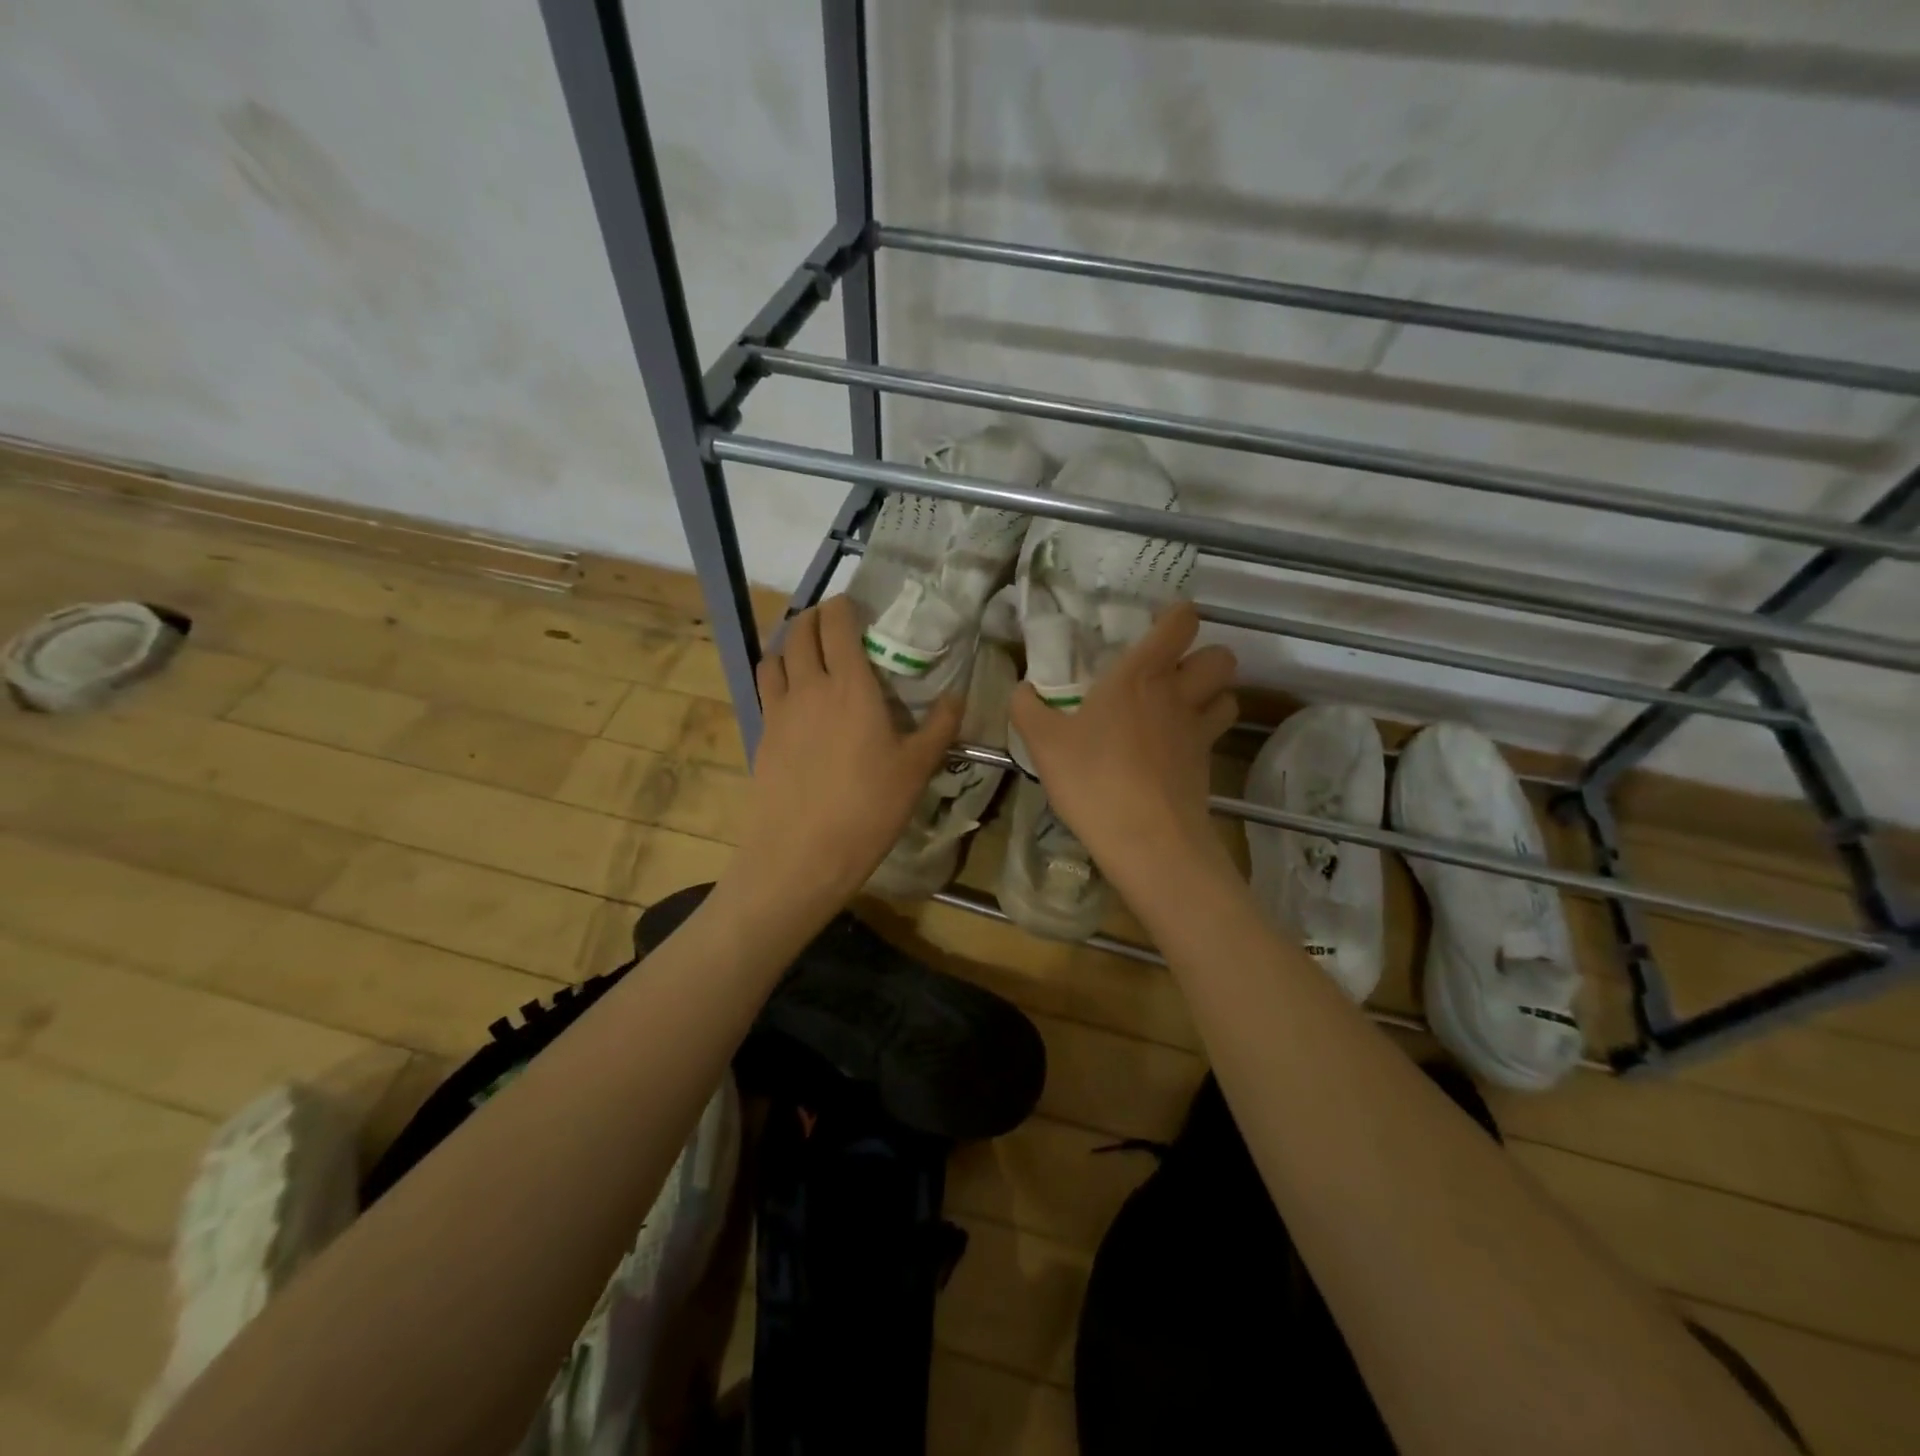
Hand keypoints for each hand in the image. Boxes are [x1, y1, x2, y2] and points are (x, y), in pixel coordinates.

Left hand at [728, 595, 962, 916]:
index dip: (844, 605)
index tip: (856, 605)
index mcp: (850, 686)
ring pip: (775, 655)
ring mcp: (779, 710)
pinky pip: (765, 688)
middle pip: (801, 630)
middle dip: (816, 616)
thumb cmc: (868, 809)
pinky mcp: (762, 734)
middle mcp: (809, 686)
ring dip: (791, 642)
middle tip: (835, 624)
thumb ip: (940, 726)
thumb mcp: (916, 769)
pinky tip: (794, 696)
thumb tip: (959, 696)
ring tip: (809, 653)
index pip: (838, 624)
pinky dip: (776, 674)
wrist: (802, 854)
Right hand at [1009, 602, 1237, 888]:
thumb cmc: (1094, 779)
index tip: (1156, 625)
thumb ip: (1027, 708)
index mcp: (1141, 675)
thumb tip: (1022, 689)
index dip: (1177, 616)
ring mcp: (1198, 731)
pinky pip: (1214, 736)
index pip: (1181, 623)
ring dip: (1211, 695)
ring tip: (1179, 708)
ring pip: (1228, 695)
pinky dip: (1201, 734)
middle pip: (1222, 657)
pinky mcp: (1206, 766)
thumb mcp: (1043, 743)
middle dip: (1203, 657)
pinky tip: (1171, 752)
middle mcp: (1178, 694)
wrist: (1147, 840)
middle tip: (1171, 673)